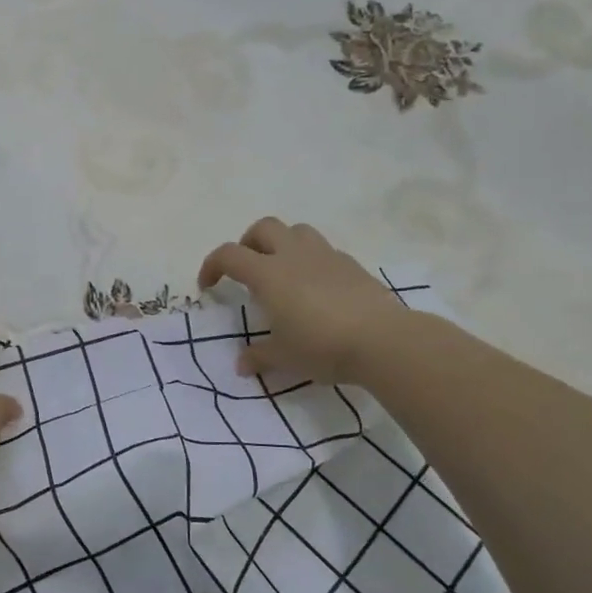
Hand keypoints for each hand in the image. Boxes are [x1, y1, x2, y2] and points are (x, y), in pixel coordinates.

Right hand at [198, 218, 407, 385]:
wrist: (382, 340)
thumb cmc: (321, 345)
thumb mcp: (284, 357)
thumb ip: (259, 356)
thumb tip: (241, 364)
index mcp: (268, 274)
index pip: (229, 255)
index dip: (212, 266)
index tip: (208, 287)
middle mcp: (294, 255)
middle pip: (263, 228)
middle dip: (248, 242)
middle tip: (247, 269)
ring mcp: (326, 256)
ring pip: (297, 231)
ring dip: (282, 243)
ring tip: (282, 271)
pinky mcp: (352, 265)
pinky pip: (324, 251)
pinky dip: (311, 261)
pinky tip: (316, 288)